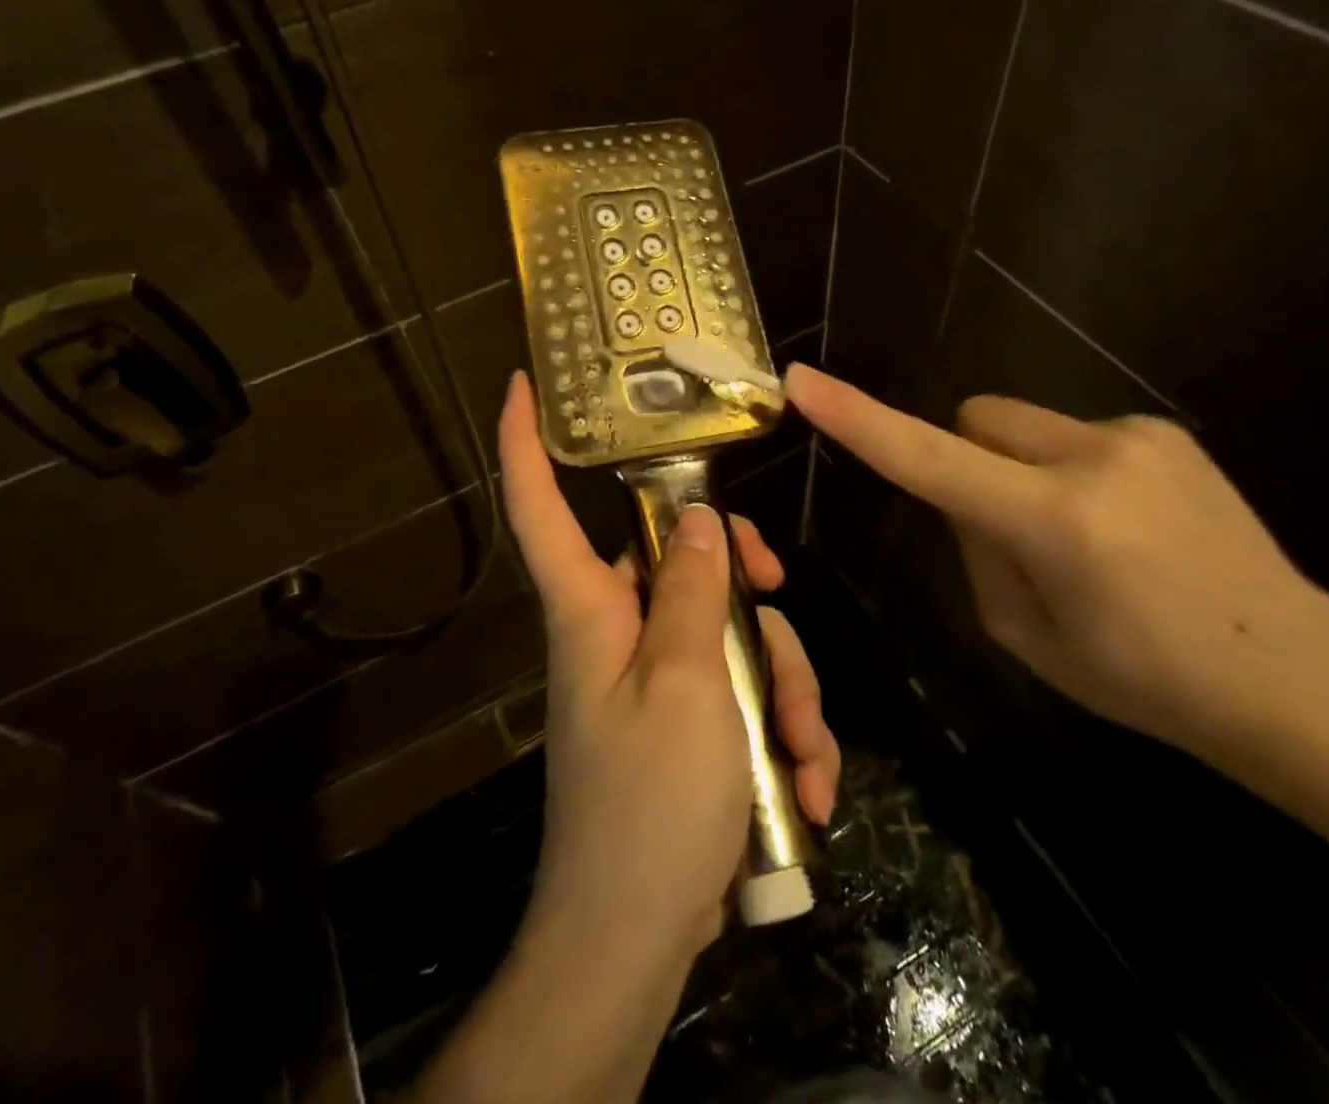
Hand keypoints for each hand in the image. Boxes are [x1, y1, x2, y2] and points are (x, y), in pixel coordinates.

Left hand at [498, 371, 839, 962]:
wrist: (634, 945)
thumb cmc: (648, 806)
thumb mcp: (686, 685)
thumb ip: (691, 593)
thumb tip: (697, 519)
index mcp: (590, 610)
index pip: (540, 508)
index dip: (526, 442)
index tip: (523, 383)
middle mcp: (616, 633)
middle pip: (677, 562)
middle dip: (743, 581)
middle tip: (778, 598)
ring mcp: (653, 681)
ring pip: (727, 633)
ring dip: (783, 685)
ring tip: (805, 754)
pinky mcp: (684, 726)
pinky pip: (739, 694)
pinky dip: (779, 732)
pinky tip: (805, 788)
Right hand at [785, 363, 1328, 757]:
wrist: (1296, 672)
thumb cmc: (1144, 678)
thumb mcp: (1025, 634)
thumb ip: (976, 550)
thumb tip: (964, 495)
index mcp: (1052, 523)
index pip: (926, 458)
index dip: (858, 419)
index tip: (805, 383)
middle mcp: (1092, 458)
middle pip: (973, 418)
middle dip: (964, 457)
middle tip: (1002, 526)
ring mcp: (1135, 434)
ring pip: (1020, 425)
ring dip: (1019, 468)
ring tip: (1082, 536)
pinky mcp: (1162, 429)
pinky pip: (1071, 433)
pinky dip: (1066, 468)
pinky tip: (1124, 525)